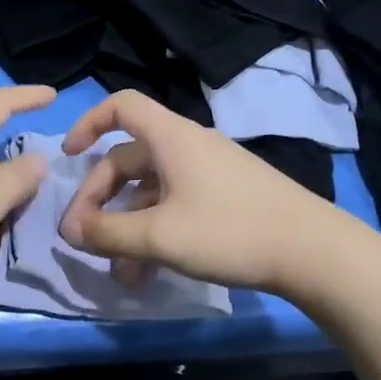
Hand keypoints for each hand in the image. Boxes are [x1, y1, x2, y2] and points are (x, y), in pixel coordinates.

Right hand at [58, 90, 344, 294]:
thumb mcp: (158, 236)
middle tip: (82, 238)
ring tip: (116, 271)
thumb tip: (69, 230)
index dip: (87, 123)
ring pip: (150, 192)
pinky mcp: (226, 198)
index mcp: (171, 139)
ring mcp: (209, 173)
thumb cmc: (229, 231)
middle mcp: (188, 147)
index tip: (67, 157)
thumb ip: (106, 233)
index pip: (121, 107)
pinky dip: (154, 232)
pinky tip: (146, 272)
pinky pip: (175, 206)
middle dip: (98, 198)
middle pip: (128, 159)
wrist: (313, 252)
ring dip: (126, 226)